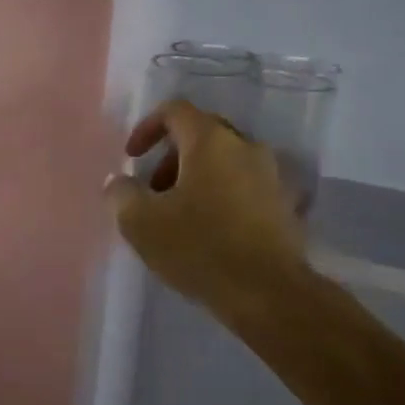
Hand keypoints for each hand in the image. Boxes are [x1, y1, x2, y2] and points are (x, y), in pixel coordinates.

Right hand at [104, 99, 305, 314]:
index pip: (175, 111)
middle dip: (171, 156)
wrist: (269, 294)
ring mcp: (272, 175)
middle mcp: (247, 147)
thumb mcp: (140, 222)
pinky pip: (246, 186)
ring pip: (226, 161)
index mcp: (211, 141)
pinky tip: (211, 229)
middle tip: (153, 189)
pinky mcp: (286, 205)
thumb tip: (118, 181)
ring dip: (198, 177)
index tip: (132, 158)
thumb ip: (121, 193)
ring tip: (179, 214)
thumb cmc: (200, 248)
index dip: (147, 128)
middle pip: (202, 134)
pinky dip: (223, 195)